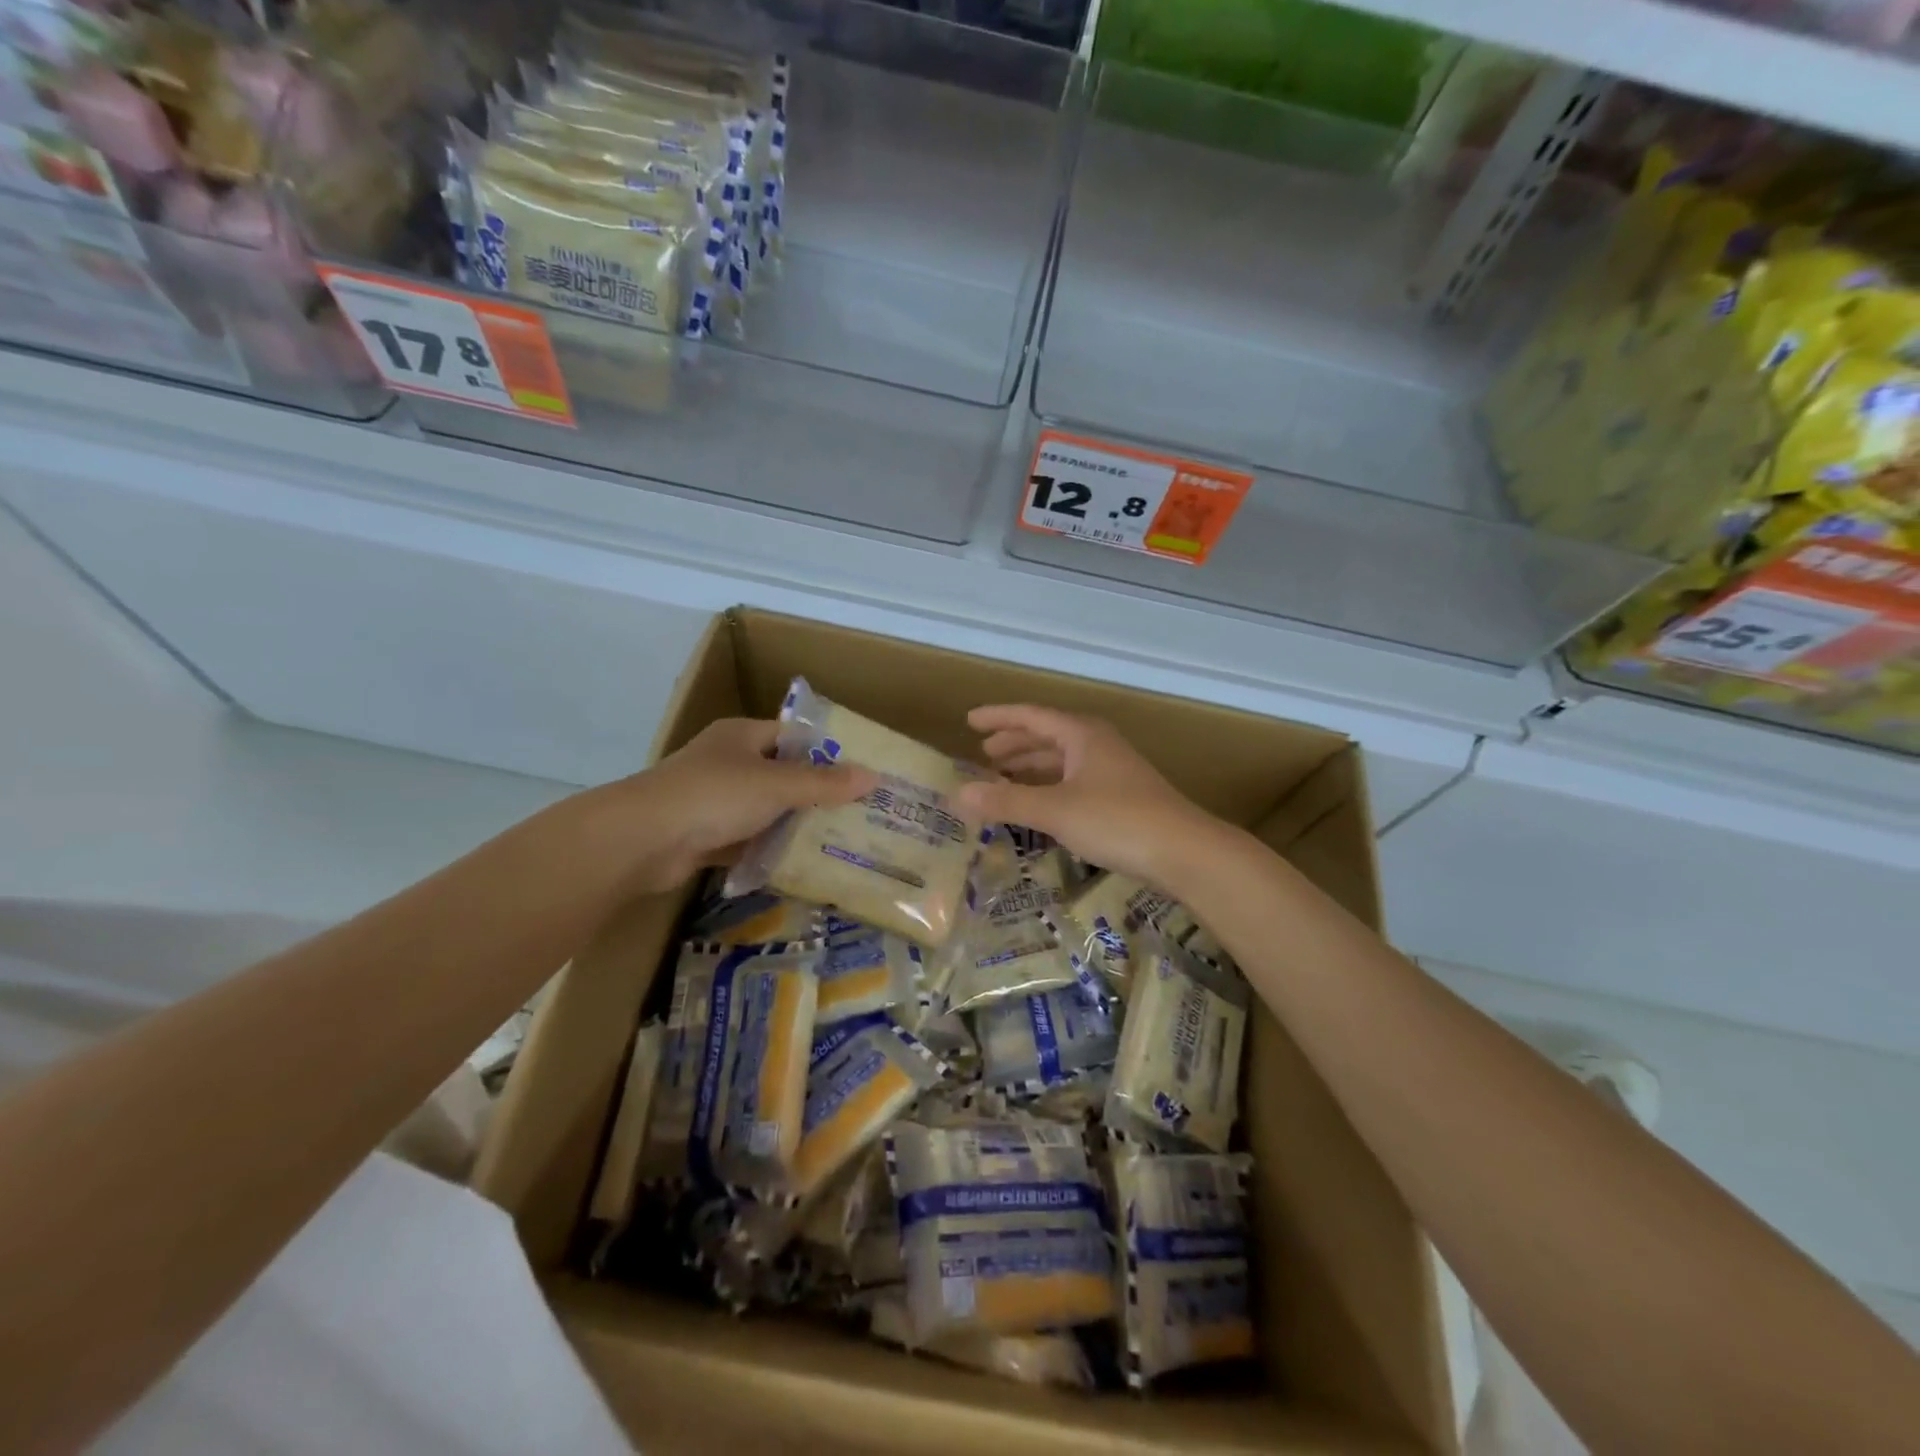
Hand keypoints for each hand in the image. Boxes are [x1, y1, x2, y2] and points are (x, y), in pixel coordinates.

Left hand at [583, 718, 875, 895]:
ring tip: (839, 841)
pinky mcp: (705, 835)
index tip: (861, 772)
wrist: (642, 840)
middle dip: (816, 794)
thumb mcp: (777, 785)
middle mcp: (728, 763)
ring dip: (793, 825)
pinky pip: (747, 840)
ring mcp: (714, 801)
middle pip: (782, 775)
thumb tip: (873, 777)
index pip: (794, 736)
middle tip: (858, 812)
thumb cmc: (714, 795)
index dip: (827, 752)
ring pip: (765, 810)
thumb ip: (824, 783)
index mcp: (742, 736)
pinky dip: (768, 851)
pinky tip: (801, 865)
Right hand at [953, 705, 1224, 892]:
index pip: (1031, 716)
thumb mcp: (1055, 810)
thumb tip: (958, 794)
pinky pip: (1074, 781)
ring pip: (1062, 760)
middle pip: (1047, 735)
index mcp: (1081, 734)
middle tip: (984, 754)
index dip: (998, 717)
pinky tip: (1040, 805)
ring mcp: (1113, 770)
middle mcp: (1097, 744)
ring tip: (1003, 778)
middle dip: (1014, 743)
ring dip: (1032, 766)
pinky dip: (1050, 787)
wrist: (1184, 851)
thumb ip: (1006, 801)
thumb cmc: (1117, 820)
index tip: (969, 721)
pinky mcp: (1122, 796)